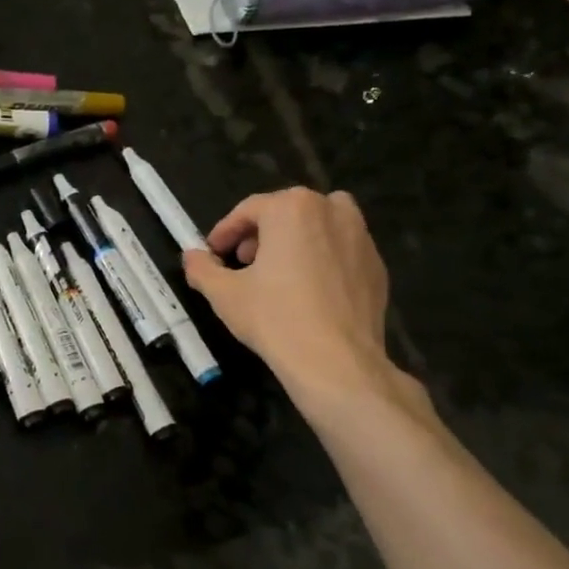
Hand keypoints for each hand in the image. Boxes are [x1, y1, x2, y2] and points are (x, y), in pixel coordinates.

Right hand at [183, 187, 416, 418]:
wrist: (335, 360)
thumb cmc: (274, 318)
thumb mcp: (224, 293)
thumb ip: (202, 268)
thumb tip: (191, 256)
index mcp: (292, 208)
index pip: (249, 210)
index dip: (225, 232)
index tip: (212, 253)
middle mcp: (331, 210)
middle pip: (286, 212)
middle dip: (261, 234)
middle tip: (243, 263)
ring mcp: (360, 236)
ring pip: (319, 226)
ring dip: (295, 241)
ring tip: (278, 273)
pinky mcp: (377, 265)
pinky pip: (341, 251)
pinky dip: (322, 260)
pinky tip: (308, 292)